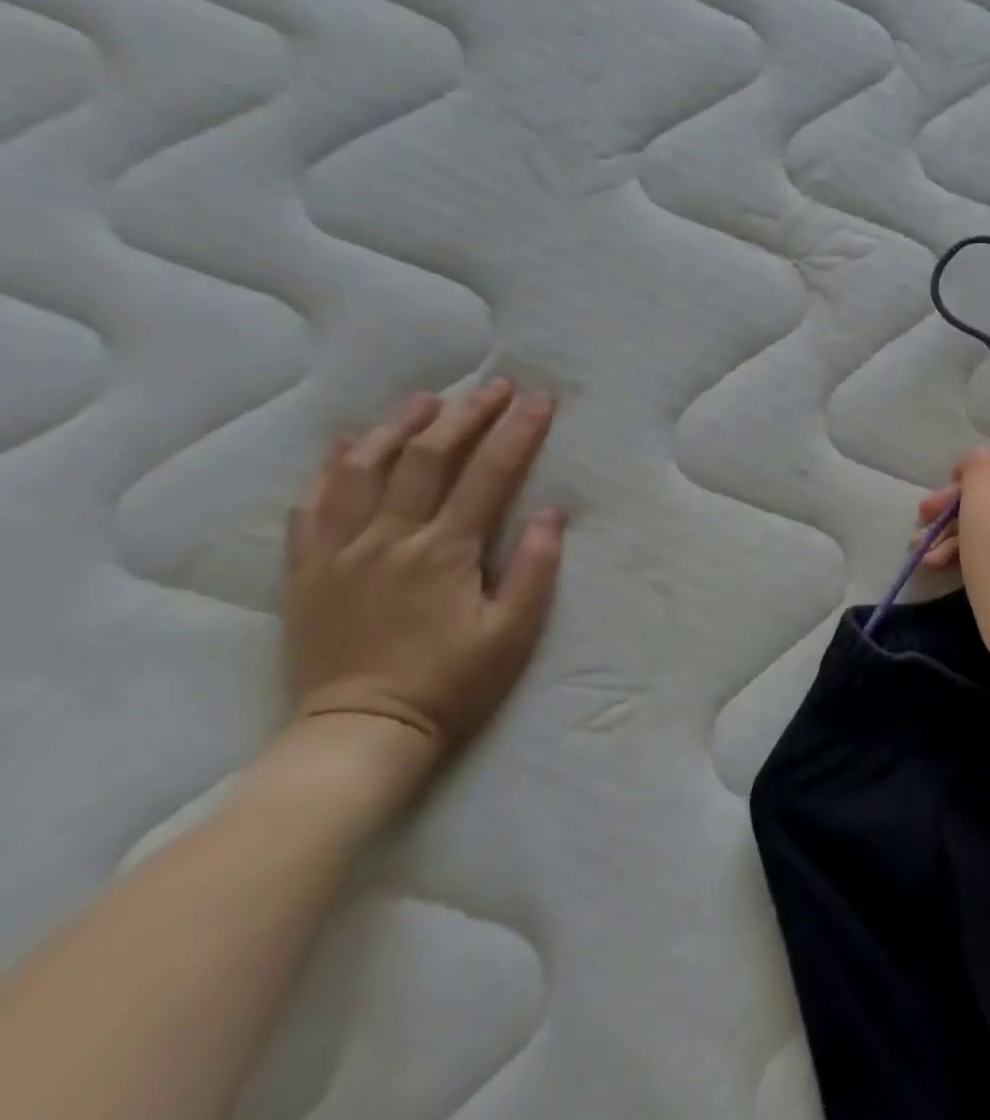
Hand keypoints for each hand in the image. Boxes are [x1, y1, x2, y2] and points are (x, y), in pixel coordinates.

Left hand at [283, 380, 565, 761]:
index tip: (540, 399)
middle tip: (493, 386)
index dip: (518, 431)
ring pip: (363, 469)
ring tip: (426, 400)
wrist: (359, 733)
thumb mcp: (512, 634)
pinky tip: (348, 445)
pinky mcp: (306, 571)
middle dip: (466, 415)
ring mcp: (340, 551)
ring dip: (397, 427)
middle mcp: (390, 538)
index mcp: (445, 552)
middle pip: (427, 457)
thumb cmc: (450, 684)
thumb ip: (533, 570)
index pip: (489, 474)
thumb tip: (552, 513)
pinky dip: (331, 467)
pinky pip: (311, 506)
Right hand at [915, 439, 989, 665]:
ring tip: (922, 551)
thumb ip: (977, 469)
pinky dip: (988, 545)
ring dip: (965, 529)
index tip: (945, 492)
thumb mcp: (982, 508)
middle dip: (960, 504)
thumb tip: (983, 456)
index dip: (975, 467)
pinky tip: (944, 564)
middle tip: (922, 519)